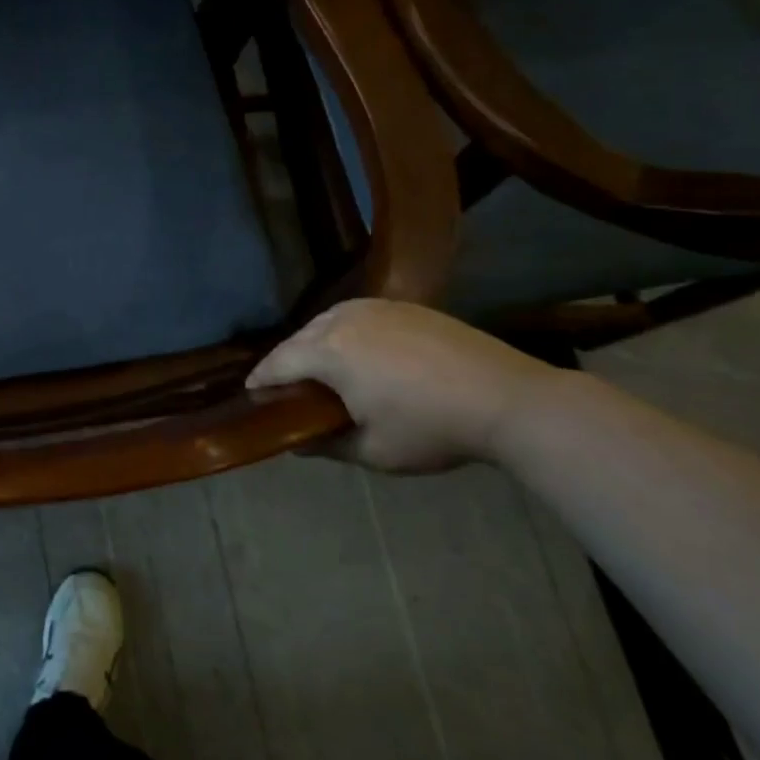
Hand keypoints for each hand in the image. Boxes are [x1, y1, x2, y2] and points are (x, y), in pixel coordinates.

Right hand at [246, 299, 562, 473]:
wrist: (508, 399)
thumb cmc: (432, 429)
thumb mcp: (373, 452)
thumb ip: (325, 445)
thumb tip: (295, 441)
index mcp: (328, 352)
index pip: (279, 362)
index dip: (261, 379)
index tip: (251, 393)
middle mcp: (343, 320)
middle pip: (299, 338)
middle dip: (286, 360)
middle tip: (285, 387)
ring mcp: (376, 308)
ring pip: (326, 321)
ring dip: (313, 343)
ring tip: (317, 367)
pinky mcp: (404, 307)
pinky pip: (355, 314)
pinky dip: (343, 331)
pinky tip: (356, 351)